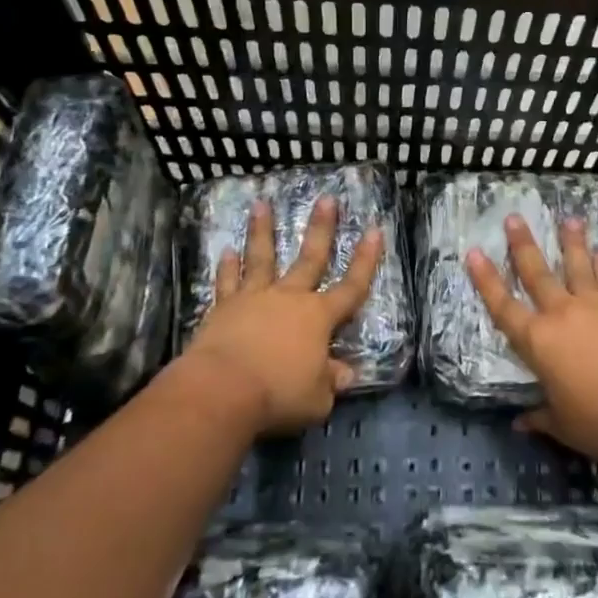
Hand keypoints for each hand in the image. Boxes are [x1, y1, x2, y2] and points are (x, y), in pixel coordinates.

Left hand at [181, 195, 380, 435]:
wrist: (222, 390)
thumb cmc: (278, 394)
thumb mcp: (317, 398)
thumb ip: (331, 381)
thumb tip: (346, 373)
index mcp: (318, 318)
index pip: (351, 286)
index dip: (366, 261)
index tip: (375, 230)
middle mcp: (290, 299)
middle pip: (310, 258)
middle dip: (321, 228)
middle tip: (326, 199)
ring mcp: (254, 299)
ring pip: (261, 258)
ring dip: (262, 231)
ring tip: (261, 204)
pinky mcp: (224, 308)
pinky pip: (227, 282)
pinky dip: (227, 267)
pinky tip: (226, 250)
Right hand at [465, 214, 597, 462]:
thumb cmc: (595, 421)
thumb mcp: (560, 423)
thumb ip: (540, 416)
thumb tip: (521, 423)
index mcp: (536, 341)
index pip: (502, 305)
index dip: (485, 279)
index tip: (474, 252)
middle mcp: (559, 314)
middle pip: (537, 273)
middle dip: (523, 244)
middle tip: (514, 218)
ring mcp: (591, 308)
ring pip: (576, 266)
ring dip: (571, 241)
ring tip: (569, 218)